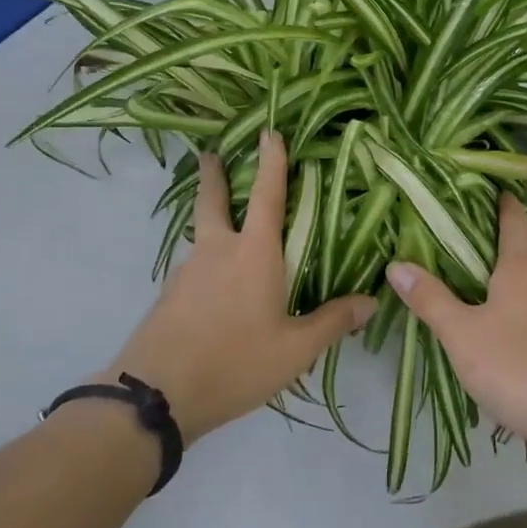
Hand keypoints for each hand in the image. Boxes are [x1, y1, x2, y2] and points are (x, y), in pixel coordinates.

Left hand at [103, 131, 374, 439]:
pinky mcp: (169, 298)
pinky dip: (206, 264)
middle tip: (211, 154)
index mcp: (253, 254)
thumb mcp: (294, 350)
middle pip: (214, 202)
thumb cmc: (234, 362)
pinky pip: (194, 269)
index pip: (268, 196)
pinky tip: (214, 289)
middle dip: (215, 175)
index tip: (268, 131)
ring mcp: (187, 273)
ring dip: (211, 221)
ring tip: (226, 232)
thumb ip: (332, 322)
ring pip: (202, 236)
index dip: (271, 162)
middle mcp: (218, 252)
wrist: (155, 396)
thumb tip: (371, 301)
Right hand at [387, 193, 526, 457]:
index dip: (508, 207)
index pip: (517, 224)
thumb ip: (431, 300)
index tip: (503, 194)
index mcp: (524, 271)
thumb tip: (397, 265)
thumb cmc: (517, 369)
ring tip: (519, 314)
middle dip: (525, 253)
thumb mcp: (461, 337)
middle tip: (498, 266)